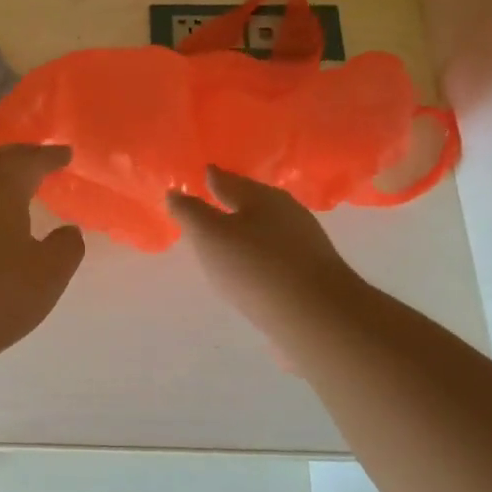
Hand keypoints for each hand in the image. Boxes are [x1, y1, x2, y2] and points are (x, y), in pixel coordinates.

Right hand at [168, 167, 355, 334]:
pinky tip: (251, 270)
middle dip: (230, 203)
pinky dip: (259, 257)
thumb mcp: (210, 236)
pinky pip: (277, 256)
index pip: (229, 179)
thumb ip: (189, 212)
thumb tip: (175, 191)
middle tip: (208, 206)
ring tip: (225, 241)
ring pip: (266, 229)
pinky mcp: (311, 274)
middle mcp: (287, 212)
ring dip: (246, 232)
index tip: (199, 175)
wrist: (316, 317)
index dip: (211, 177)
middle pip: (252, 202)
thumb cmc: (255, 267)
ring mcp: (304, 244)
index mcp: (262, 196)